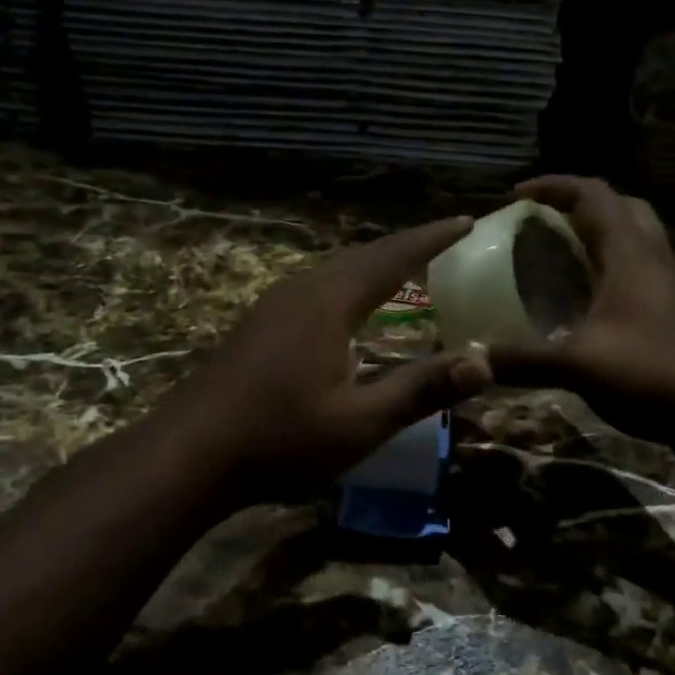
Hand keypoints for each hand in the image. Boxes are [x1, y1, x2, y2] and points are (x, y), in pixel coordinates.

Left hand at [173, 218, 494, 490]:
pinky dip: (350, 283)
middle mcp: (301, 290)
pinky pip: (317, 287)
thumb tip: (484, 363)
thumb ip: (421, 390)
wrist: (190, 453)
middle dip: (406, 245)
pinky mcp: (259, 324)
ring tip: (406, 266)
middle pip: (362, 255)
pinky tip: (350, 307)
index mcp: (329, 302)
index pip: (392, 257)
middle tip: (444, 240)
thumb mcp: (360, 422)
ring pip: (335, 269)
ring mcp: (274, 305)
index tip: (465, 220)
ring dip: (374, 263)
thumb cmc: (280, 438)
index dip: (432, 239)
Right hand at [487, 176, 674, 459]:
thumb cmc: (654, 373)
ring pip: (634, 237)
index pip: (593, 194)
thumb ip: (525, 360)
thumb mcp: (580, 366)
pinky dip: (609, 267)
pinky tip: (586, 299)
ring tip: (559, 254)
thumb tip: (474, 358)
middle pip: (621, 206)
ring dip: (598, 235)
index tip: (516, 195)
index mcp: (630, 254)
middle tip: (544, 221)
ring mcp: (670, 284)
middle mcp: (653, 258)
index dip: (554, 186)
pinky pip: (639, 269)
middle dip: (580, 204)